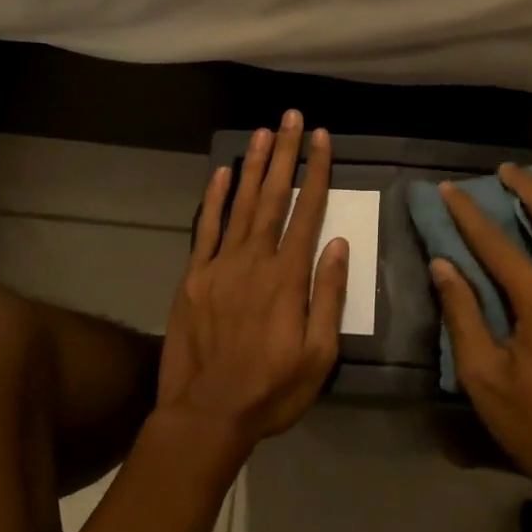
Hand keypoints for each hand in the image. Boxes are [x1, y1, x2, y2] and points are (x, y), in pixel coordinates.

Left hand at [157, 110, 347, 454]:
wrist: (206, 414)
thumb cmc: (272, 390)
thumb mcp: (319, 355)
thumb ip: (328, 295)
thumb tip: (338, 243)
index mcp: (288, 277)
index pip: (307, 211)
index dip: (317, 171)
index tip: (323, 139)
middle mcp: (255, 259)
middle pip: (274, 196)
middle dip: (286, 154)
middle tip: (292, 118)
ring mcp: (220, 264)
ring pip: (241, 204)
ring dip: (254, 165)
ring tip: (264, 132)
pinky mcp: (194, 276)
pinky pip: (206, 228)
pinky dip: (214, 198)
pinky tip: (222, 172)